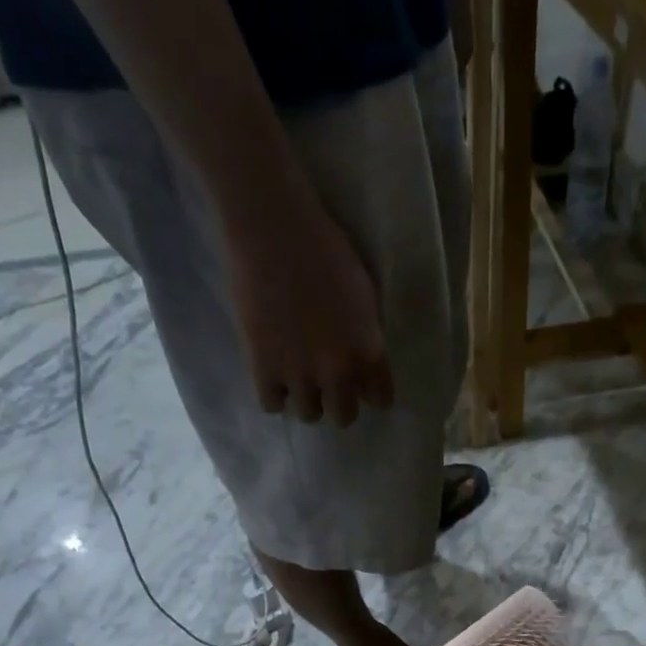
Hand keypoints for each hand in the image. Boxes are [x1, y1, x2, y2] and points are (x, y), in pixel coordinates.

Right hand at [225, 200, 394, 427]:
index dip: (372, 394)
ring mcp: (300, 374)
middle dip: (338, 402)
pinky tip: (272, 375)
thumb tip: (363, 364)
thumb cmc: (324, 249)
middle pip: (345, 416)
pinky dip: (274, 394)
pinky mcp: (264, 369)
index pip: (381, 399)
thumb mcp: (364, 295)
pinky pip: (272, 405)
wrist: (272, 229)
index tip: (363, 388)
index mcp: (367, 352)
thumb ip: (366, 336)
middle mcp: (338, 372)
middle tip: (327, 384)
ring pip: (309, 415)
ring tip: (296, 378)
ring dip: (306, 399)